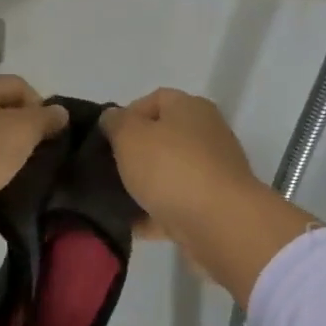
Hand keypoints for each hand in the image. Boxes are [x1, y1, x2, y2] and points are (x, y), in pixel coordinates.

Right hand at [101, 89, 319, 302]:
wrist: (219, 223)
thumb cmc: (171, 168)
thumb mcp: (130, 136)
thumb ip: (116, 123)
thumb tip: (113, 117)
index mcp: (190, 109)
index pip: (154, 99)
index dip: (126, 115)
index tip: (105, 138)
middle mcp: (206, 135)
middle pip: (162, 138)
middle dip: (133, 154)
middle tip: (107, 169)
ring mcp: (211, 173)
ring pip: (167, 175)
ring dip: (142, 187)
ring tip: (113, 200)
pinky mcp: (211, 207)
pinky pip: (174, 207)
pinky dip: (154, 215)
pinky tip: (131, 225)